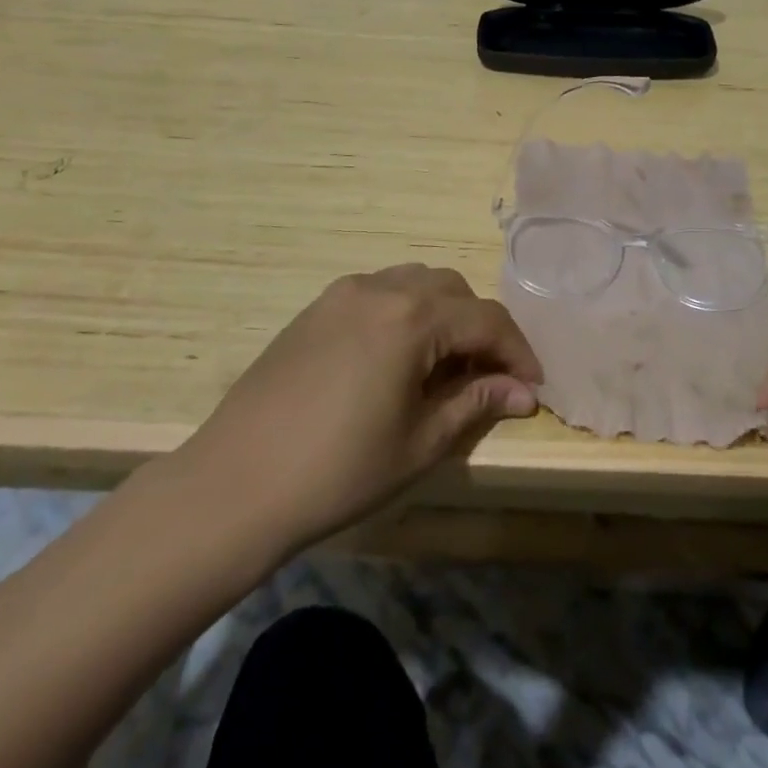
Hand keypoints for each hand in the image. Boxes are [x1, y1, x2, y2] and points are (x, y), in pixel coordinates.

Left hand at [172, 265, 541, 557]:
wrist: (234, 484)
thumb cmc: (338, 471)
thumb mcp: (420, 442)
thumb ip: (476, 403)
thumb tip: (524, 392)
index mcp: (412, 318)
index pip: (486, 320)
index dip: (517, 352)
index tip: (533, 386)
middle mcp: (381, 289)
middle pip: (453, 291)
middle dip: (480, 328)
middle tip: (488, 376)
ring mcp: (343, 293)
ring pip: (415, 283)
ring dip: (442, 314)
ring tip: (443, 364)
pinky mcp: (316, 307)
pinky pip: (379, 292)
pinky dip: (404, 312)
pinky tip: (396, 357)